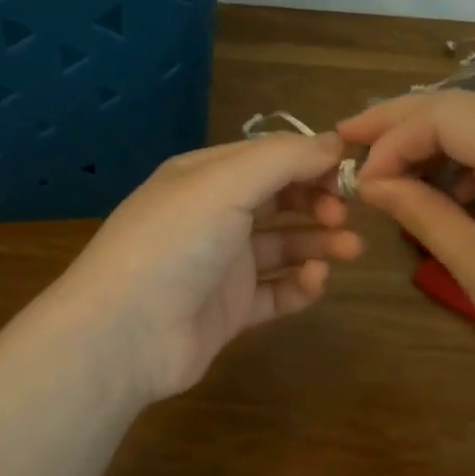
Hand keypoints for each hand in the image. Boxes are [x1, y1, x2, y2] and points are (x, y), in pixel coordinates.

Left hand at [51, 132, 364, 402]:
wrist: (124, 333)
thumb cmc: (175, 242)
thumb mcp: (226, 183)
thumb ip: (283, 159)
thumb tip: (335, 142)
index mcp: (203, 177)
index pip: (267, 158)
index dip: (309, 162)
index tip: (349, 172)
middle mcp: (212, 217)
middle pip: (277, 201)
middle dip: (316, 202)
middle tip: (345, 214)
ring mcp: (219, 266)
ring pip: (281, 247)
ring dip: (318, 243)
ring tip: (350, 249)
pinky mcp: (228, 311)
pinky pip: (274, 293)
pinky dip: (299, 286)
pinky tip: (315, 282)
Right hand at [338, 84, 474, 405]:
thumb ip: (419, 211)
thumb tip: (369, 181)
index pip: (446, 114)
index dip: (392, 137)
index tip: (360, 177)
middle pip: (470, 102)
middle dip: (409, 120)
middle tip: (357, 140)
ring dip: (444, 134)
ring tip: (402, 170)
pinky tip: (459, 188)